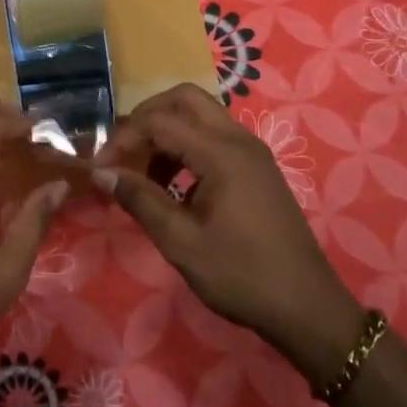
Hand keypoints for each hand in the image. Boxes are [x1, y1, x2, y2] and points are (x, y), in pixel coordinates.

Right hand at [93, 84, 364, 386]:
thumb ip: (140, 199)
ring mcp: (252, 151)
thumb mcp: (181, 241)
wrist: (306, 306)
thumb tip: (101, 172)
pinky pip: (215, 136)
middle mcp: (238, 139)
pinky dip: (188, 146)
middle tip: (124, 152)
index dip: (124, 138)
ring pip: (201, 115)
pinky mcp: (258, 167)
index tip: (101, 168)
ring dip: (168, 132)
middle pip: (184, 99)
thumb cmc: (240, 275)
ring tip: (145, 175)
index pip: (159, 121)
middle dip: (147, 118)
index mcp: (221, 152)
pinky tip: (175, 185)